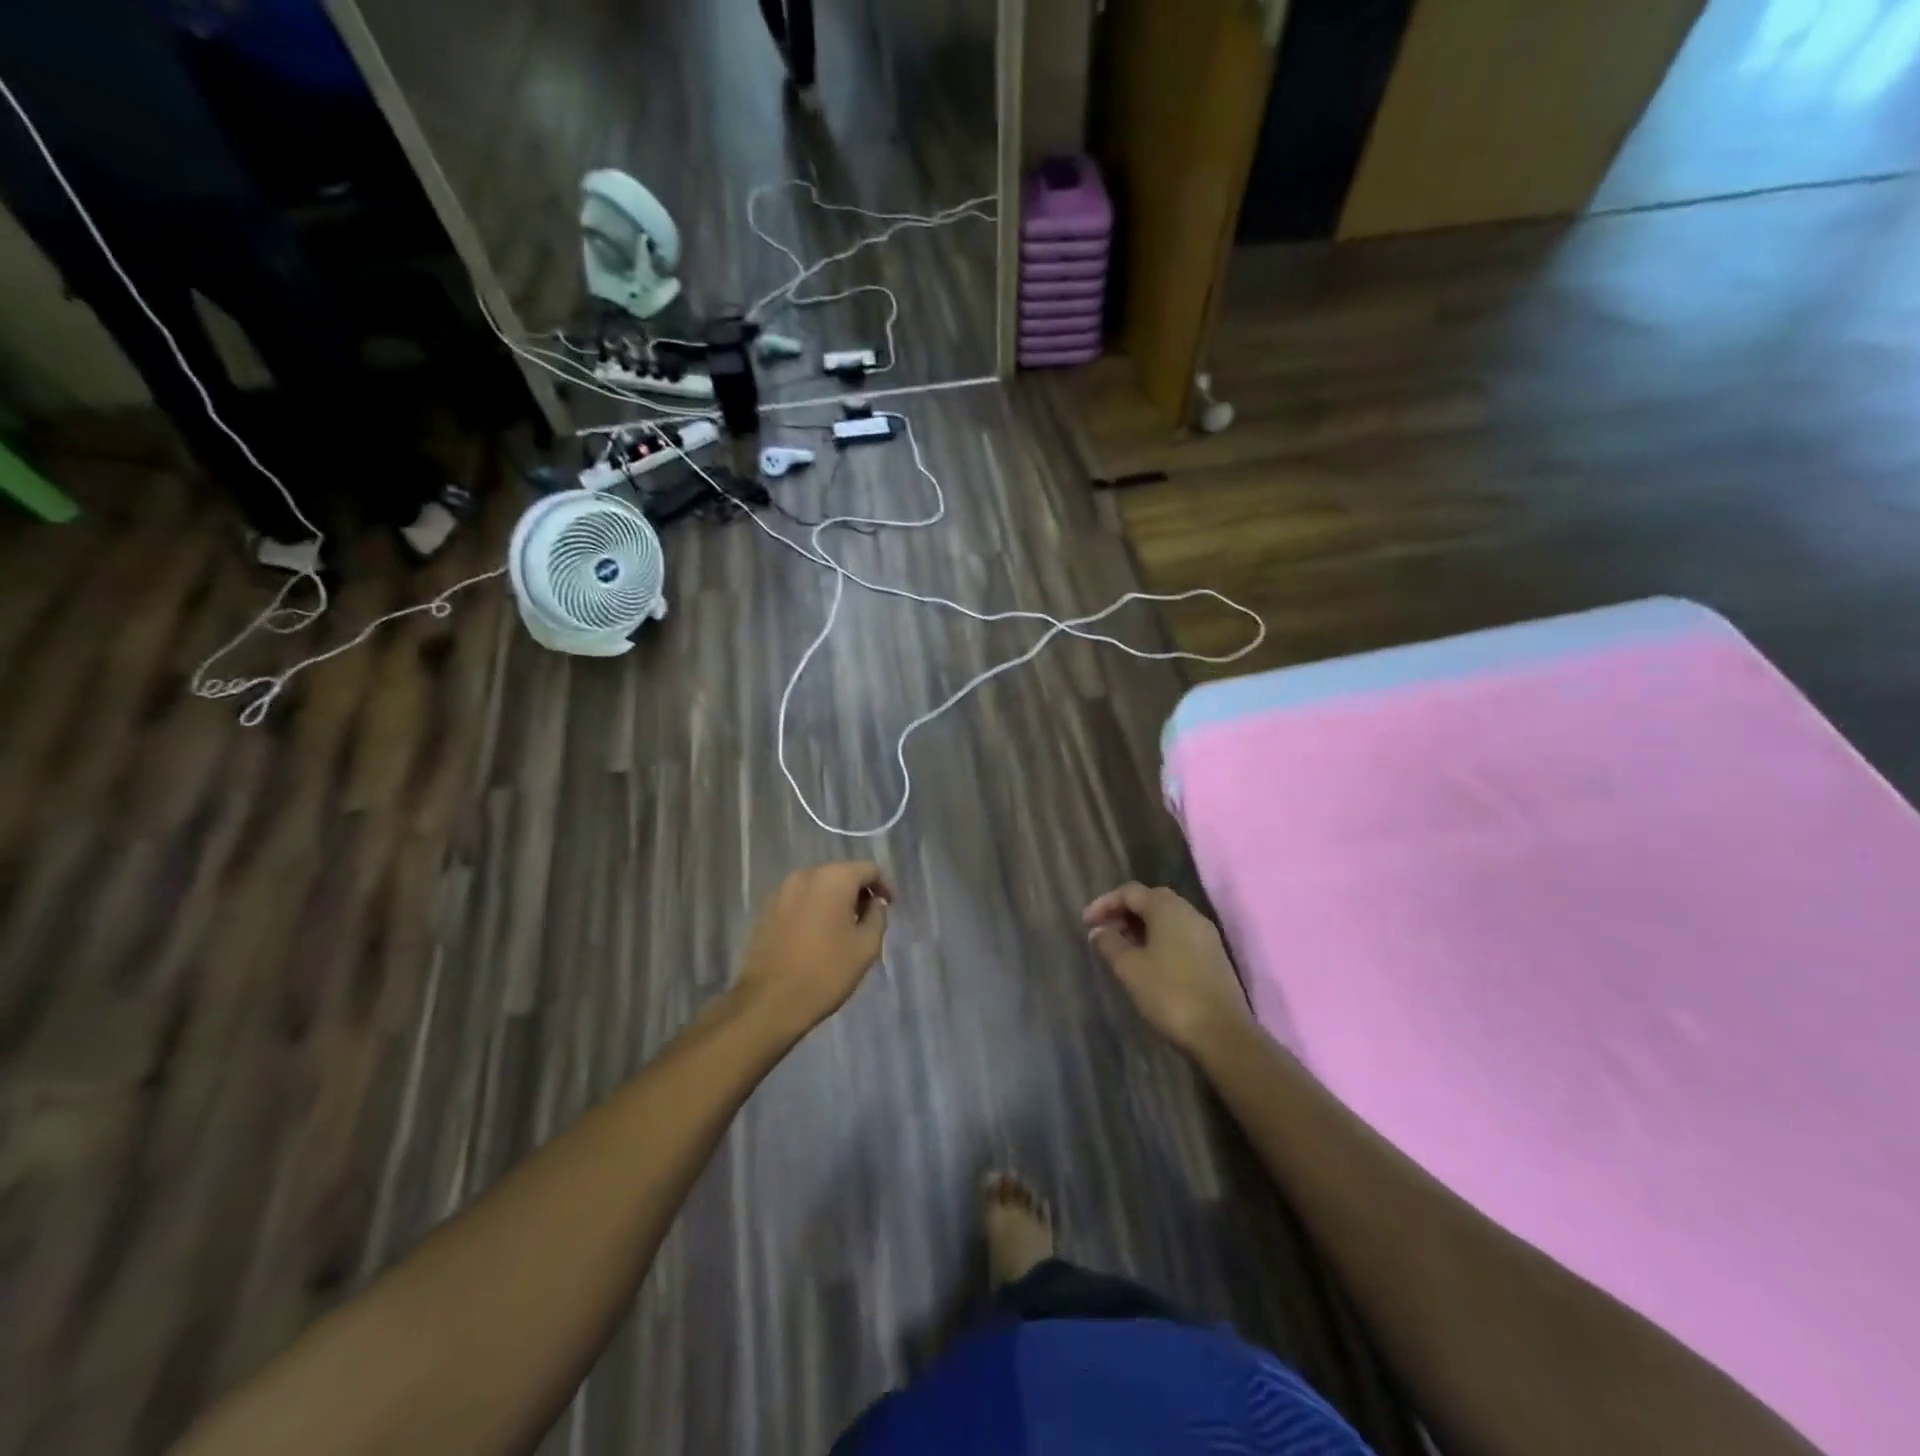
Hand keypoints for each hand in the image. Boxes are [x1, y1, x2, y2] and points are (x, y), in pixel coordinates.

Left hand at [737, 861, 893, 1037]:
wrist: (768, 1002)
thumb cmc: (825, 972)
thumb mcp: (866, 946)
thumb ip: (877, 916)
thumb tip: (874, 903)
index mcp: (833, 879)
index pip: (868, 869)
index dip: (883, 886)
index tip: (889, 907)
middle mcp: (805, 876)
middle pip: (841, 874)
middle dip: (857, 892)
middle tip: (868, 918)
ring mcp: (781, 892)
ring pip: (818, 886)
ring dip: (834, 900)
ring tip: (843, 928)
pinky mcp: (766, 910)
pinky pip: (799, 900)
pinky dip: (814, 909)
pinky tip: (817, 935)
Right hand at [1084, 883, 1250, 1054]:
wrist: (1222, 1033)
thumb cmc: (1170, 993)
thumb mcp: (1130, 968)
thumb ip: (1110, 944)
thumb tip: (1099, 930)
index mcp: (1167, 908)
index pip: (1130, 891)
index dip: (1105, 903)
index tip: (1086, 923)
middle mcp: (1189, 913)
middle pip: (1150, 900)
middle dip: (1124, 913)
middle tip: (1104, 933)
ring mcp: (1205, 934)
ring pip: (1167, 918)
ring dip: (1141, 927)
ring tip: (1122, 949)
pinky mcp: (1214, 955)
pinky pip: (1180, 935)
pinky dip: (1159, 939)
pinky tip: (1148, 962)